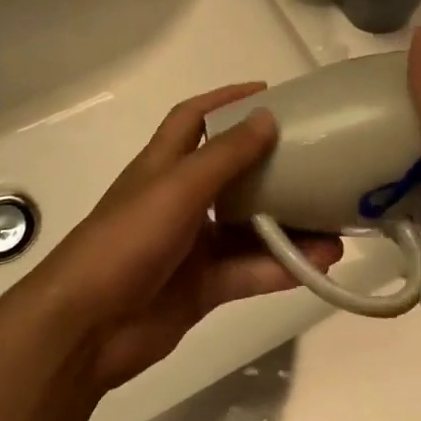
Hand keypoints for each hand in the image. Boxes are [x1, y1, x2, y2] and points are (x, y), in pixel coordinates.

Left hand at [25, 85, 343, 392]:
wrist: (85, 328)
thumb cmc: (126, 240)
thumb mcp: (178, 188)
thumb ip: (225, 156)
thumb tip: (267, 116)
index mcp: (163, 165)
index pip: (193, 118)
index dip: (226, 100)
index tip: (268, 92)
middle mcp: (179, 200)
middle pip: (232, 174)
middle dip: (272, 166)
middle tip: (318, 159)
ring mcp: (191, 246)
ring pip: (249, 228)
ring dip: (289, 226)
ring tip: (335, 225)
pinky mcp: (203, 287)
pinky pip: (250, 271)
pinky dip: (282, 267)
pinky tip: (318, 264)